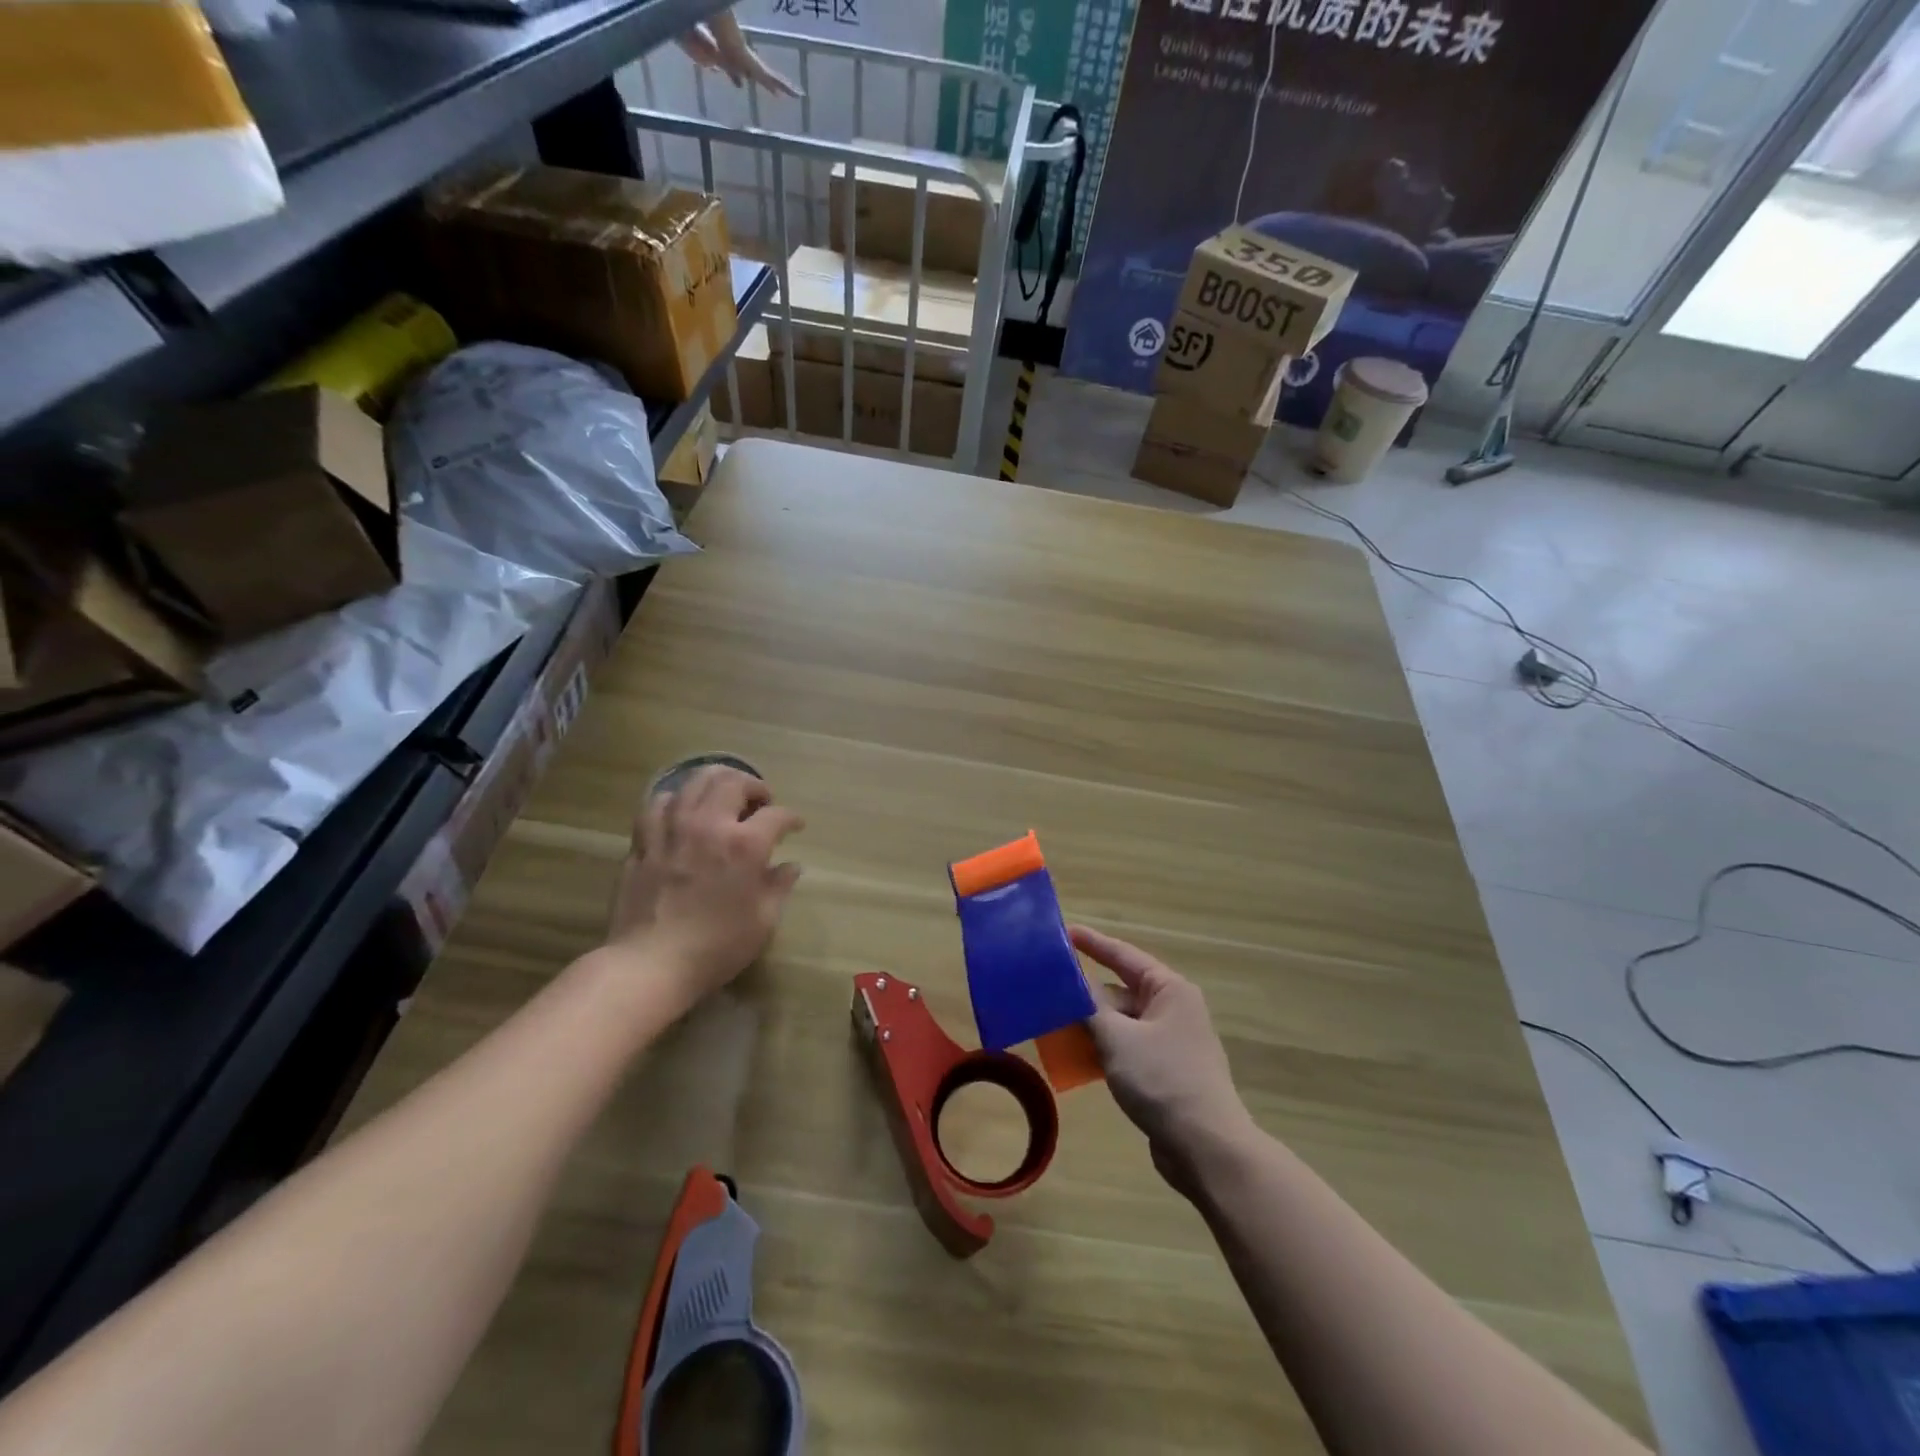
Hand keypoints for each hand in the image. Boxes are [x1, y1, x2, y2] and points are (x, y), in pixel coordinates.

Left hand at [608, 766, 802, 1003]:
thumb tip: (790, 867)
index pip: (777, 815)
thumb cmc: (716, 947)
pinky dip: (676, 800)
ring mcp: (672, 829)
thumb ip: (778, 887)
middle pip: (733, 782)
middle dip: (754, 786)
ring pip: (695, 782)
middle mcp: (709, 825)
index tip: (795, 826)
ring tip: (724, 798)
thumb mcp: (763, 922)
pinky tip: (682, 811)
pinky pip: (659, 803)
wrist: (650, 964)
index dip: (791, 818)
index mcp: (745, 845)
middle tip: (761, 803)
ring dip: (717, 783)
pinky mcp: (644, 841)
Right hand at [1074, 925, 1253, 1193]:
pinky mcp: (1164, 1071)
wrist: (1206, 1149)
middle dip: (1084, 992)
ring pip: (1121, 1022)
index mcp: (1169, 990)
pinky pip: (1126, 1047)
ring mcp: (1170, 1041)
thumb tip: (1070, 979)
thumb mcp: (1117, 1038)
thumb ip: (1089, 1006)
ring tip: (1051, 1024)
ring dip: (1090, 1024)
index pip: (1123, 955)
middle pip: (1120, 990)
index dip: (1091, 943)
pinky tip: (1076, 1059)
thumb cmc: (1163, 1080)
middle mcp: (1172, 1009)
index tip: (1061, 932)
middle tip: (1046, 988)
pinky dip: (1103, 1048)